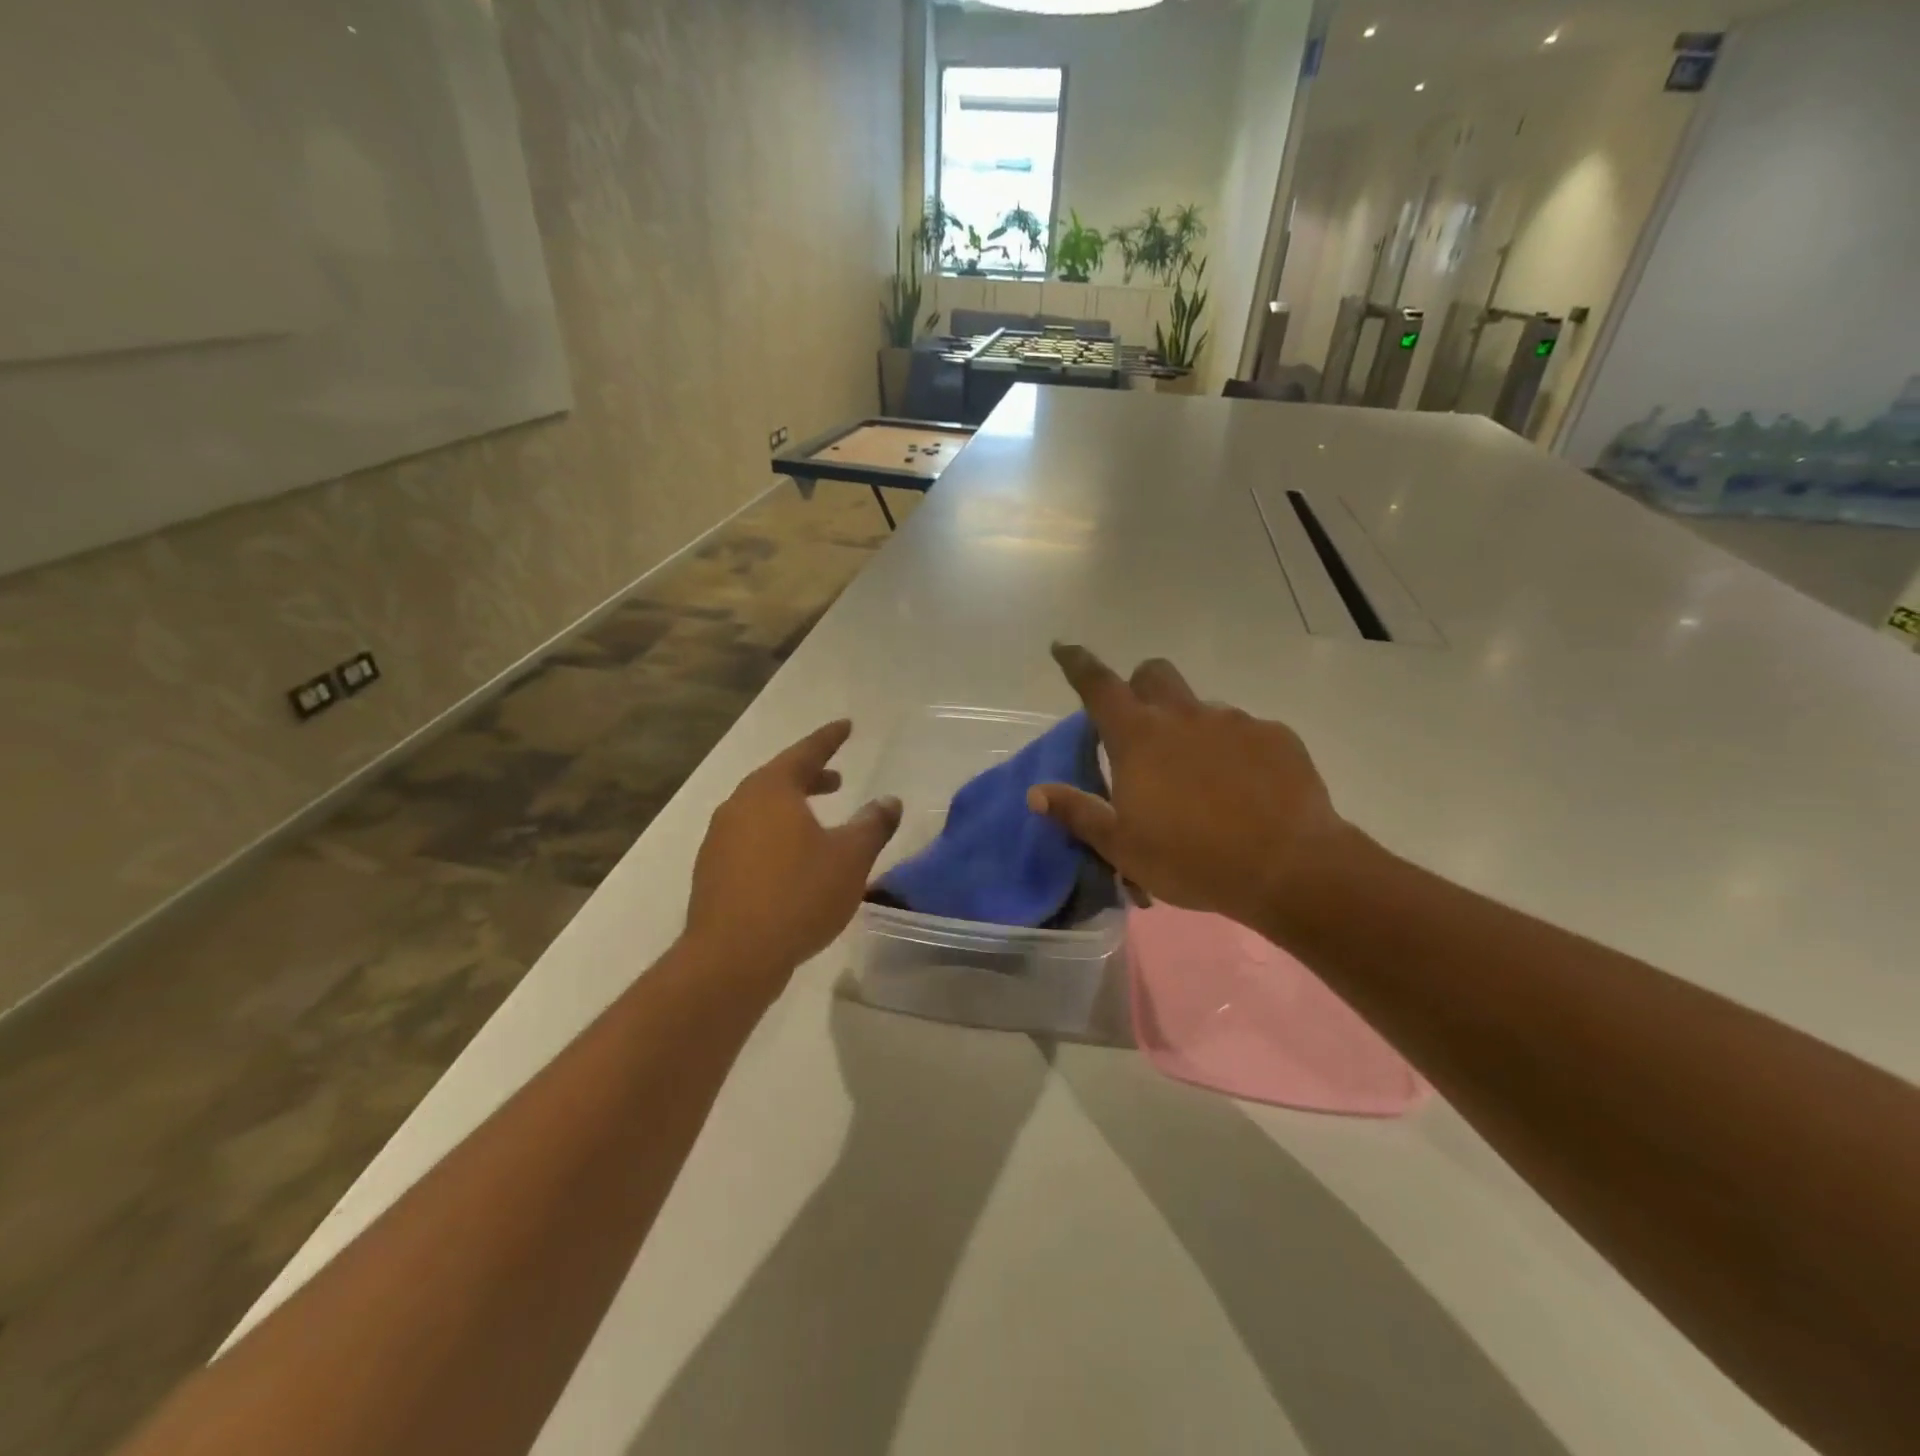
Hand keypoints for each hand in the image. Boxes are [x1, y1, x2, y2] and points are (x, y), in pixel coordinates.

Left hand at [686, 720, 900, 990]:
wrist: (732, 957)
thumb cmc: (797, 895)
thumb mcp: (850, 858)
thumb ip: (872, 825)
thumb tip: (889, 801)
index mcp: (771, 790)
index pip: (806, 752)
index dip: (829, 738)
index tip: (847, 726)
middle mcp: (739, 805)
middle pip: (779, 779)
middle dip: (811, 776)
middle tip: (837, 779)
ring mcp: (719, 838)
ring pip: (762, 810)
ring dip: (792, 807)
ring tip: (818, 821)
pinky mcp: (712, 871)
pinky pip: (750, 838)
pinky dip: (775, 835)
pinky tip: (792, 861)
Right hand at [1029, 644, 1353, 935]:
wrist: (1289, 868)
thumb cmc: (1192, 859)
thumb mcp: (1122, 847)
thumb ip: (1078, 813)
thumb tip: (1036, 792)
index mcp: (1139, 738)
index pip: (1098, 685)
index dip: (1077, 663)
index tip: (1064, 648)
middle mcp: (1184, 716)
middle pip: (1154, 673)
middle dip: (1141, 686)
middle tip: (1141, 727)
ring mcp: (1234, 722)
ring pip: (1201, 708)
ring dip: (1191, 730)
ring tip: (1202, 782)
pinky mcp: (1275, 737)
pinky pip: (1246, 732)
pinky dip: (1235, 752)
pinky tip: (1245, 791)